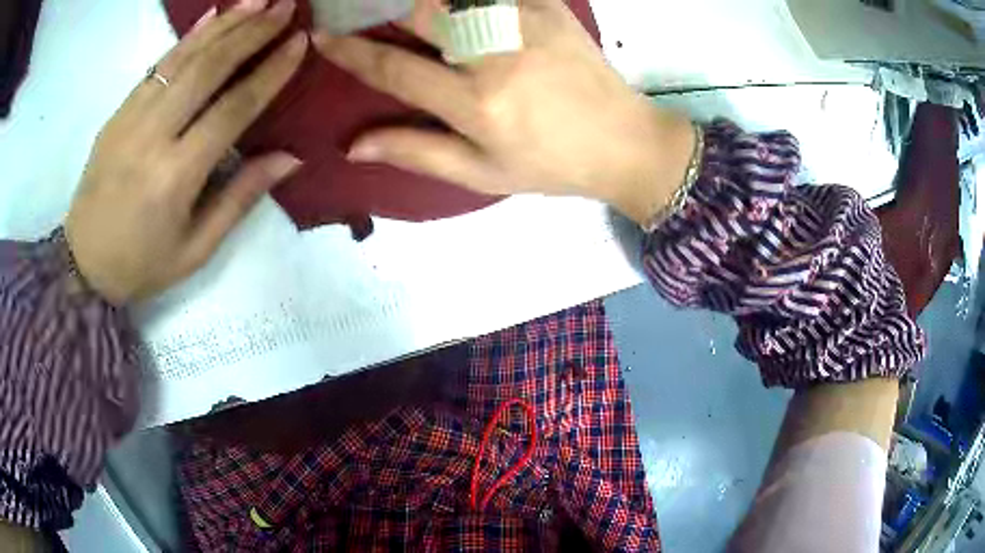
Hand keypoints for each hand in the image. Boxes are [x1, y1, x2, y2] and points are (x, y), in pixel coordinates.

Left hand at [66, 0, 306, 304]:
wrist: (82, 265)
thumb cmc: (141, 265)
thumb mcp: (196, 249)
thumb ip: (240, 197)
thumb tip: (290, 157)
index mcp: (176, 177)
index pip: (233, 108)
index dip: (270, 72)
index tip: (300, 41)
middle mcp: (152, 137)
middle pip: (208, 69)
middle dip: (252, 32)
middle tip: (286, 5)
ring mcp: (130, 119)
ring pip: (183, 58)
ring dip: (224, 24)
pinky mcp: (117, 113)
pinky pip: (156, 66)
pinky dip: (187, 38)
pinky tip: (212, 16)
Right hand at [313, 0, 694, 223]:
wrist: (623, 141)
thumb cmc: (550, 165)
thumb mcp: (481, 173)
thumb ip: (415, 152)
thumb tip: (353, 146)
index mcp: (476, 102)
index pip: (393, 68)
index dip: (350, 52)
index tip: (321, 37)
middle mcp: (496, 53)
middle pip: (420, 12)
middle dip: (381, 9)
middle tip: (362, 13)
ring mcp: (526, 22)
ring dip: (424, 4)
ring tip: (405, 16)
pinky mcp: (549, 6)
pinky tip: (454, 10)